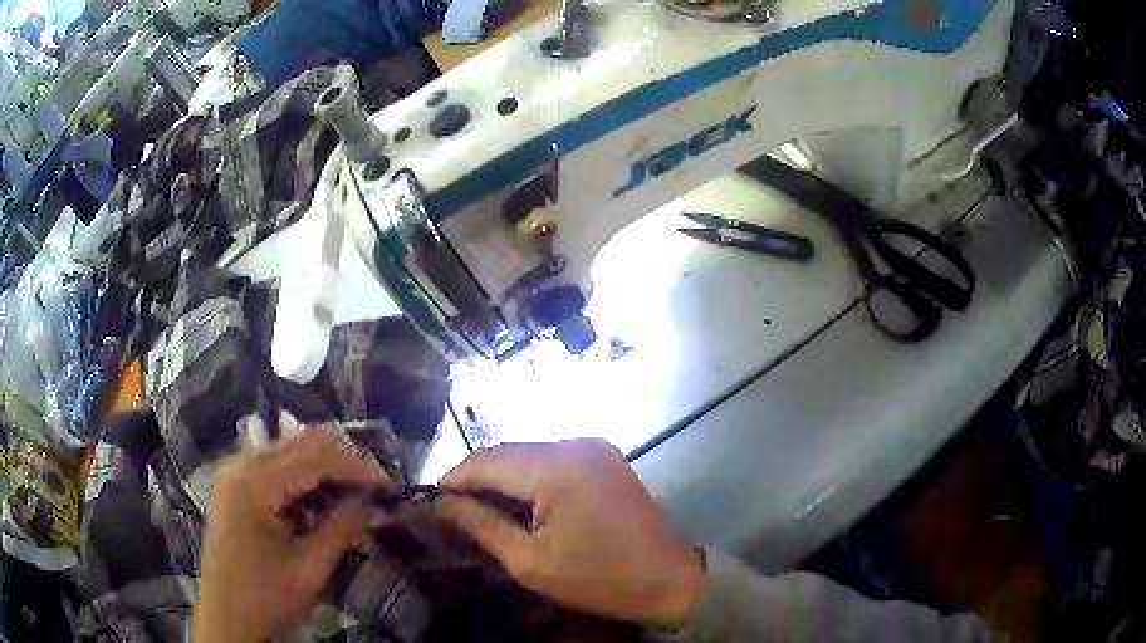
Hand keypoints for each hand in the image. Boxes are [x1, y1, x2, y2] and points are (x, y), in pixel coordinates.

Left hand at [193, 430, 386, 641]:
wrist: (226, 617)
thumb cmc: (266, 595)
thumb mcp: (309, 567)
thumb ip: (341, 529)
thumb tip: (374, 506)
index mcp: (254, 481)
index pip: (312, 458)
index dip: (353, 466)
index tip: (387, 481)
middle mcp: (240, 465)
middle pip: (296, 443)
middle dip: (338, 458)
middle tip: (372, 480)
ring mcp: (233, 475)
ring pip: (284, 451)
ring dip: (320, 464)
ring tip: (352, 485)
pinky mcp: (234, 489)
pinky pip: (272, 468)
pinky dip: (300, 475)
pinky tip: (319, 493)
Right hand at [436, 438, 703, 628]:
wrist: (667, 578)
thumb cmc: (597, 579)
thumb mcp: (530, 561)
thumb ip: (482, 525)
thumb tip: (444, 503)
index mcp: (555, 468)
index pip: (486, 461)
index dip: (454, 478)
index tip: (433, 500)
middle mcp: (574, 444)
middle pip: (507, 451)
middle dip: (476, 476)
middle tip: (455, 507)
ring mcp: (593, 446)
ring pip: (528, 451)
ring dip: (502, 475)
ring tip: (483, 507)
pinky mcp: (604, 455)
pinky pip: (553, 457)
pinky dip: (530, 475)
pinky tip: (522, 501)